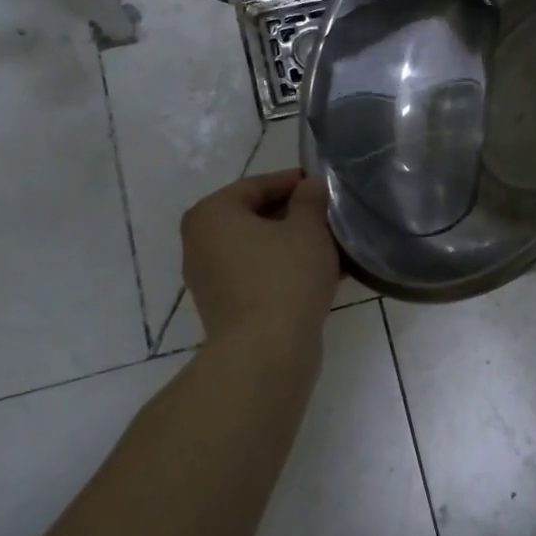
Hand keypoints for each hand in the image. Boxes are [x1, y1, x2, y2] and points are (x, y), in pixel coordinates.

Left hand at [180, 171, 338, 347]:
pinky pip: (258, 275)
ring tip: (334, 247)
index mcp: (212, 214)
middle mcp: (200, 242)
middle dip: (296, 216)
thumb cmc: (285, 277)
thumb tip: (310, 185)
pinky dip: (286, 270)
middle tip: (332, 217)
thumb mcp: (308, 228)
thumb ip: (310, 200)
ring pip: (259, 248)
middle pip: (255, 217)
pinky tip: (324, 275)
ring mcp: (210, 278)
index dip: (295, 183)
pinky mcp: (225, 307)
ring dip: (294, 245)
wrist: (266, 352)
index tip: (325, 187)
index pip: (258, 185)